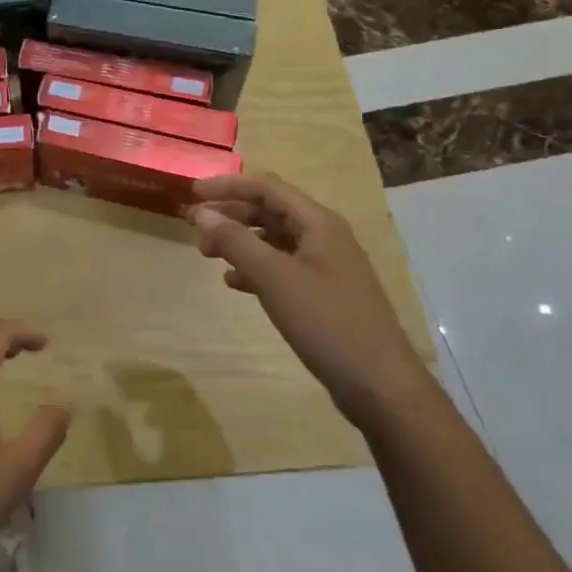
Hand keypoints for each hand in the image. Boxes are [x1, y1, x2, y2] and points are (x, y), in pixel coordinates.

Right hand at [192, 173, 427, 423]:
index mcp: (318, 223)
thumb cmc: (327, 322)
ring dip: (240, 241)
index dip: (227, 185)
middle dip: (231, 214)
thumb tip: (201, 212)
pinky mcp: (323, 294)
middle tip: (194, 227)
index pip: (266, 187)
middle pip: (270, 210)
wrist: (380, 385)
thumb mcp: (275, 278)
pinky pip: (282, 268)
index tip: (192, 193)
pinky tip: (234, 283)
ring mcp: (326, 266)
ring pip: (274, 240)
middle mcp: (323, 236)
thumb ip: (236, 241)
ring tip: (208, 254)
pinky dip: (255, 268)